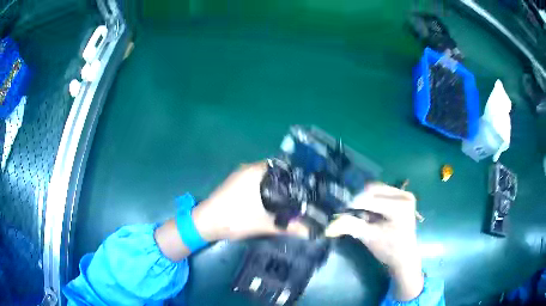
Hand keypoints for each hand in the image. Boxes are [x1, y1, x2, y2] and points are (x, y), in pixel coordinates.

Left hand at [192, 162, 307, 240]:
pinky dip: (266, 187)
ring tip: (293, 197)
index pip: (285, 166)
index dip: (299, 175)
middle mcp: (249, 167)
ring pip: (266, 176)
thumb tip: (312, 232)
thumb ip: (290, 227)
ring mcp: (240, 174)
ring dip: (277, 185)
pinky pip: (256, 180)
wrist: (206, 223)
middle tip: (304, 193)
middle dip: (290, 181)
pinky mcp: (235, 182)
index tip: (311, 185)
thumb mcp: (265, 224)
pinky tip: (273, 199)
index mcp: (257, 171)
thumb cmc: (234, 219)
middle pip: (277, 171)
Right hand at [325, 183, 423, 300]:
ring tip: (361, 215)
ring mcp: (405, 194)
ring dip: (365, 200)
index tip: (340, 213)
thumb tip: (329, 225)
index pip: (370, 200)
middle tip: (350, 213)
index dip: (353, 205)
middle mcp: (404, 195)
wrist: (404, 257)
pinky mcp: (402, 196)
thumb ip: (351, 226)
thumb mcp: (369, 238)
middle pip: (374, 189)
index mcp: (400, 206)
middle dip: (359, 201)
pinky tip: (369, 213)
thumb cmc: (389, 249)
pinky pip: (381, 193)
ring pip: (376, 189)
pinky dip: (371, 200)